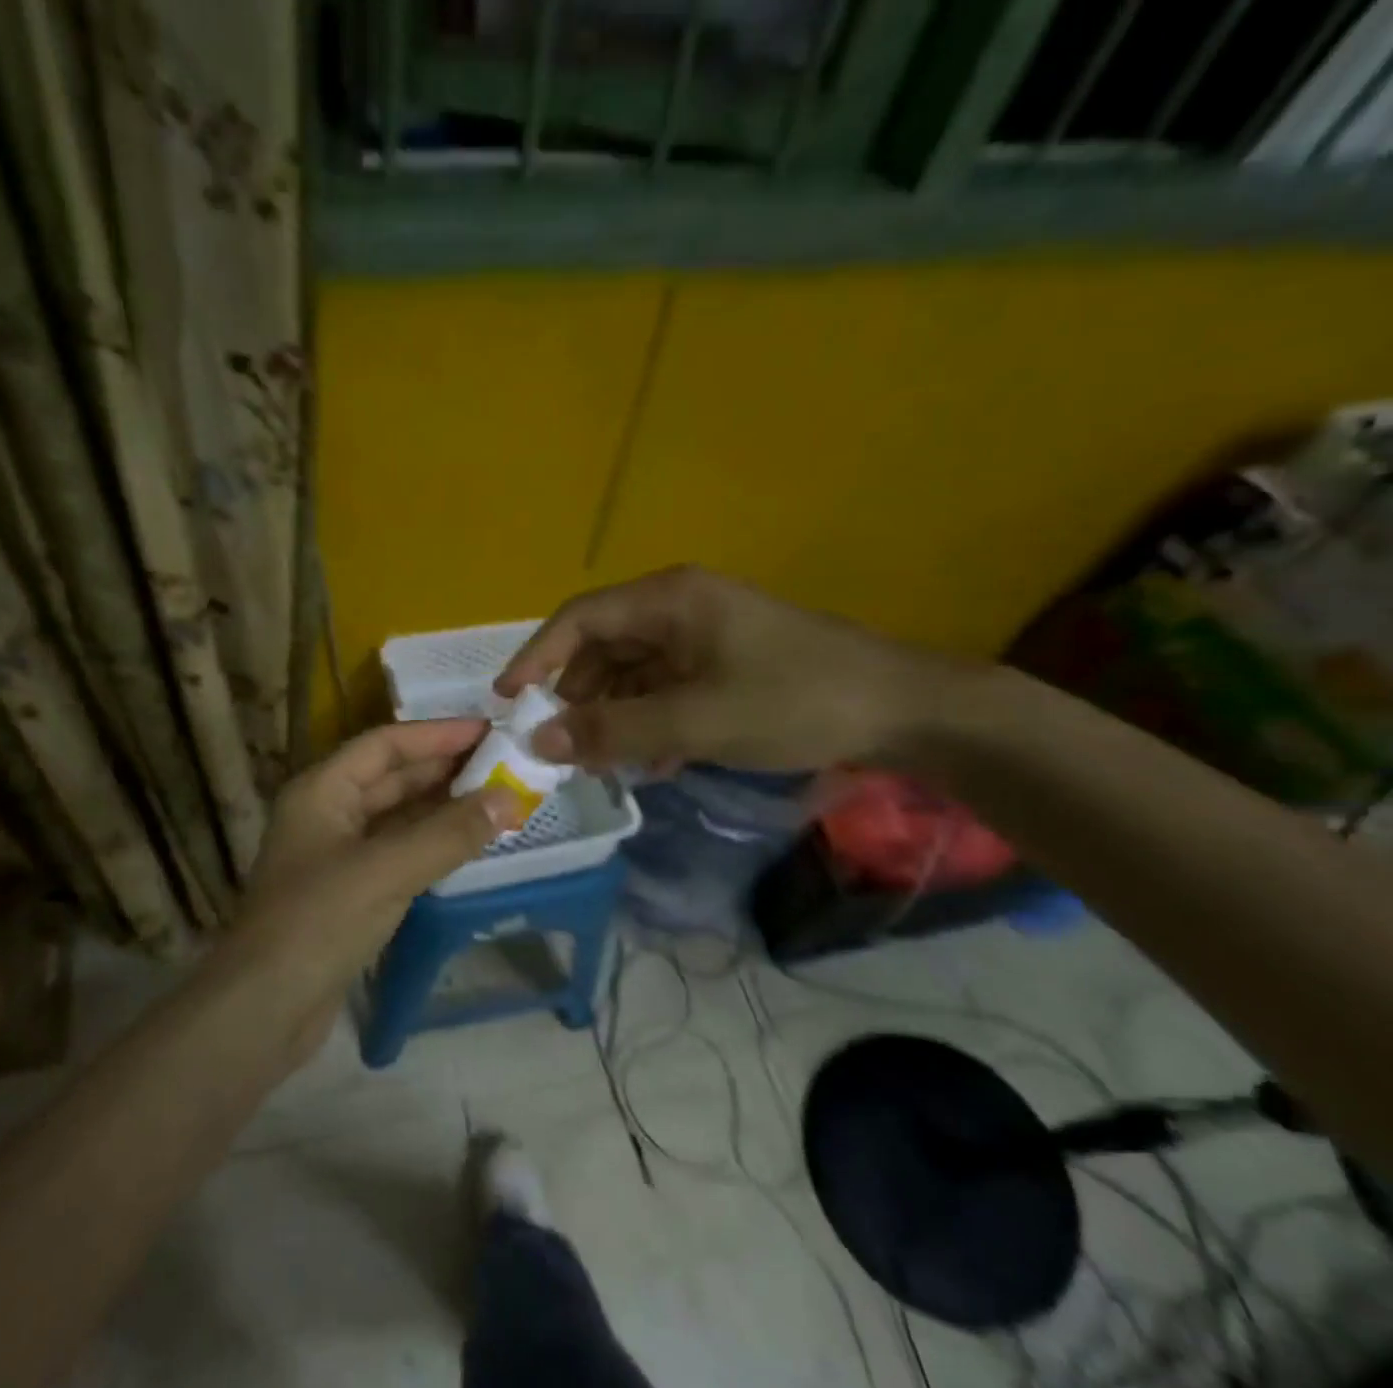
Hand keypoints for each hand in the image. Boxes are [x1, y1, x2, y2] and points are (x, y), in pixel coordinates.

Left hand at [221, 719, 520, 1027]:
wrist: (264, 1009)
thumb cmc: (318, 922)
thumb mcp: (386, 869)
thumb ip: (449, 834)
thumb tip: (510, 798)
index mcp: (322, 790)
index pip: (385, 744)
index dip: (437, 735)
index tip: (489, 731)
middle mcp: (327, 813)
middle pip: (392, 778)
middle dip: (445, 770)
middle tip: (504, 765)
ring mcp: (337, 855)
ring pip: (398, 818)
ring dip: (443, 809)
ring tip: (498, 799)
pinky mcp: (349, 893)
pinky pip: (399, 853)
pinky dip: (433, 845)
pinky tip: (468, 844)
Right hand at [494, 565, 971, 772]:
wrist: (904, 711)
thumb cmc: (795, 701)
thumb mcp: (696, 720)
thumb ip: (614, 731)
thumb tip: (538, 740)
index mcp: (670, 600)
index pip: (579, 618)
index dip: (536, 657)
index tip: (507, 701)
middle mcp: (680, 608)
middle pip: (603, 647)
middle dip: (577, 697)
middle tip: (561, 746)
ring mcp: (704, 636)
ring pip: (633, 673)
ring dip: (615, 716)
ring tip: (607, 762)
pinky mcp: (725, 664)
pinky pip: (666, 689)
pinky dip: (651, 722)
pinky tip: (658, 761)